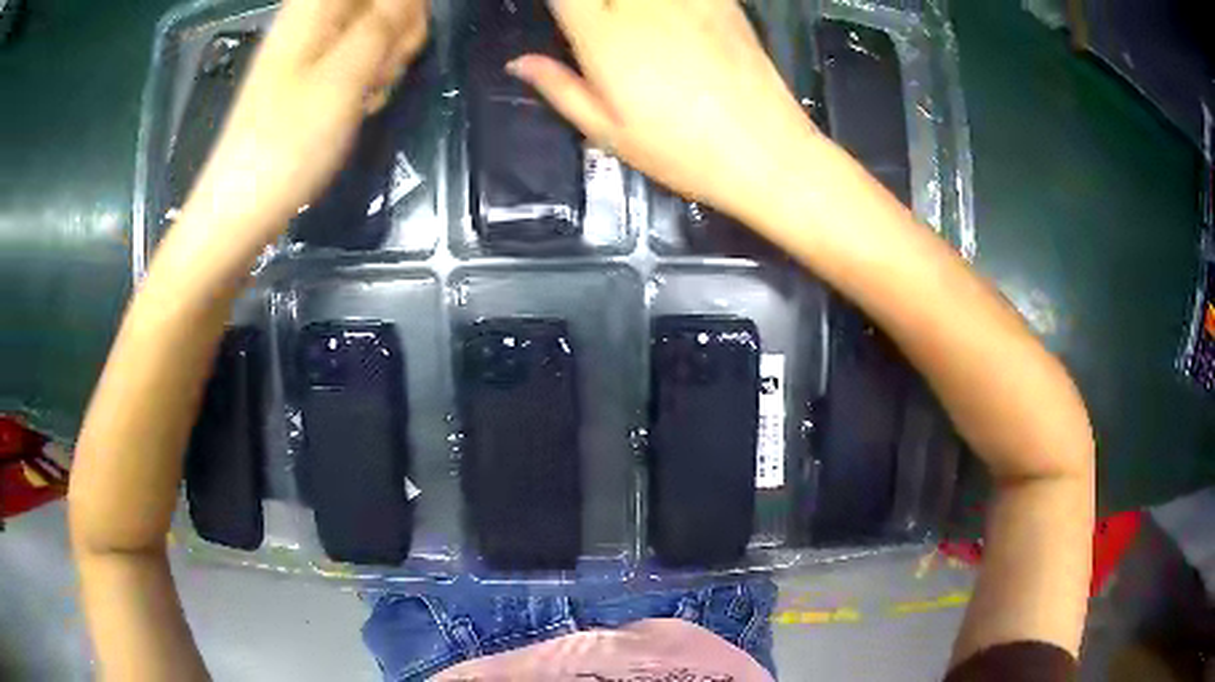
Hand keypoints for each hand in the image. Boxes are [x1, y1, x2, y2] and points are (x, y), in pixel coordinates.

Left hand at [181, 0, 427, 253]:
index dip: (402, 6)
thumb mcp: (344, 76)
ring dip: (387, 58)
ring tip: (368, 94)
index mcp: (316, 7)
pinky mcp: (313, 78)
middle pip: (382, 3)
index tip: (400, 38)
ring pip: (376, 31)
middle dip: (399, 30)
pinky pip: (360, 59)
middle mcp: (316, 20)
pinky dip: (370, 78)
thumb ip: (384, 23)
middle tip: (382, 69)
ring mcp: (314, 50)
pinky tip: (360, 105)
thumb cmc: (287, 142)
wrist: (240, 210)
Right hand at [510, 0, 821, 225]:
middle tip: (594, 21)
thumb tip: (519, 63)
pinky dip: (666, 3)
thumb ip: (559, 87)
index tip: (562, 14)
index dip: (558, 2)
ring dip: (624, 3)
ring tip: (625, 20)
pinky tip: (664, 18)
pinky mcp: (722, 1)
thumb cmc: (680, 151)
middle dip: (594, 4)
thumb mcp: (607, 131)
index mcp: (603, 36)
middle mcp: (641, 5)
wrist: (766, 152)